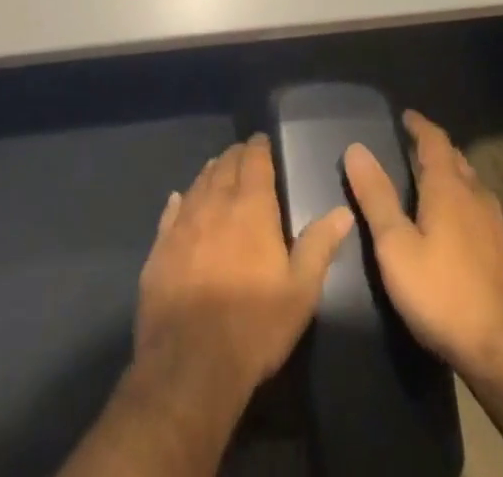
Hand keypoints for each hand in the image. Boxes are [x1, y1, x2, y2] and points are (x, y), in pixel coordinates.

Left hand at [135, 134, 354, 400]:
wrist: (190, 364)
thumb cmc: (254, 325)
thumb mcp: (300, 291)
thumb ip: (320, 246)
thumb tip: (343, 211)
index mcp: (251, 207)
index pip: (255, 160)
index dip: (259, 147)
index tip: (262, 140)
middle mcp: (215, 203)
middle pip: (225, 165)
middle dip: (236, 156)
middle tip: (243, 154)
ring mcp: (183, 224)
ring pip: (198, 183)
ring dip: (211, 173)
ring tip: (217, 169)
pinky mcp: (160, 248)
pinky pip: (171, 212)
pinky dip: (180, 201)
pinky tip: (179, 200)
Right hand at [344, 111, 502, 379]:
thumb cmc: (442, 293)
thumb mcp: (395, 246)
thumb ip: (376, 197)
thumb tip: (356, 148)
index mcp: (448, 186)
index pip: (434, 139)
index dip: (419, 125)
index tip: (405, 116)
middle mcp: (476, 194)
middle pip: (455, 158)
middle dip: (433, 148)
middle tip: (410, 148)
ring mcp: (496, 222)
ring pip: (470, 183)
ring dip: (450, 174)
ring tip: (429, 181)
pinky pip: (480, 208)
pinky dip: (462, 201)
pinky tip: (455, 223)